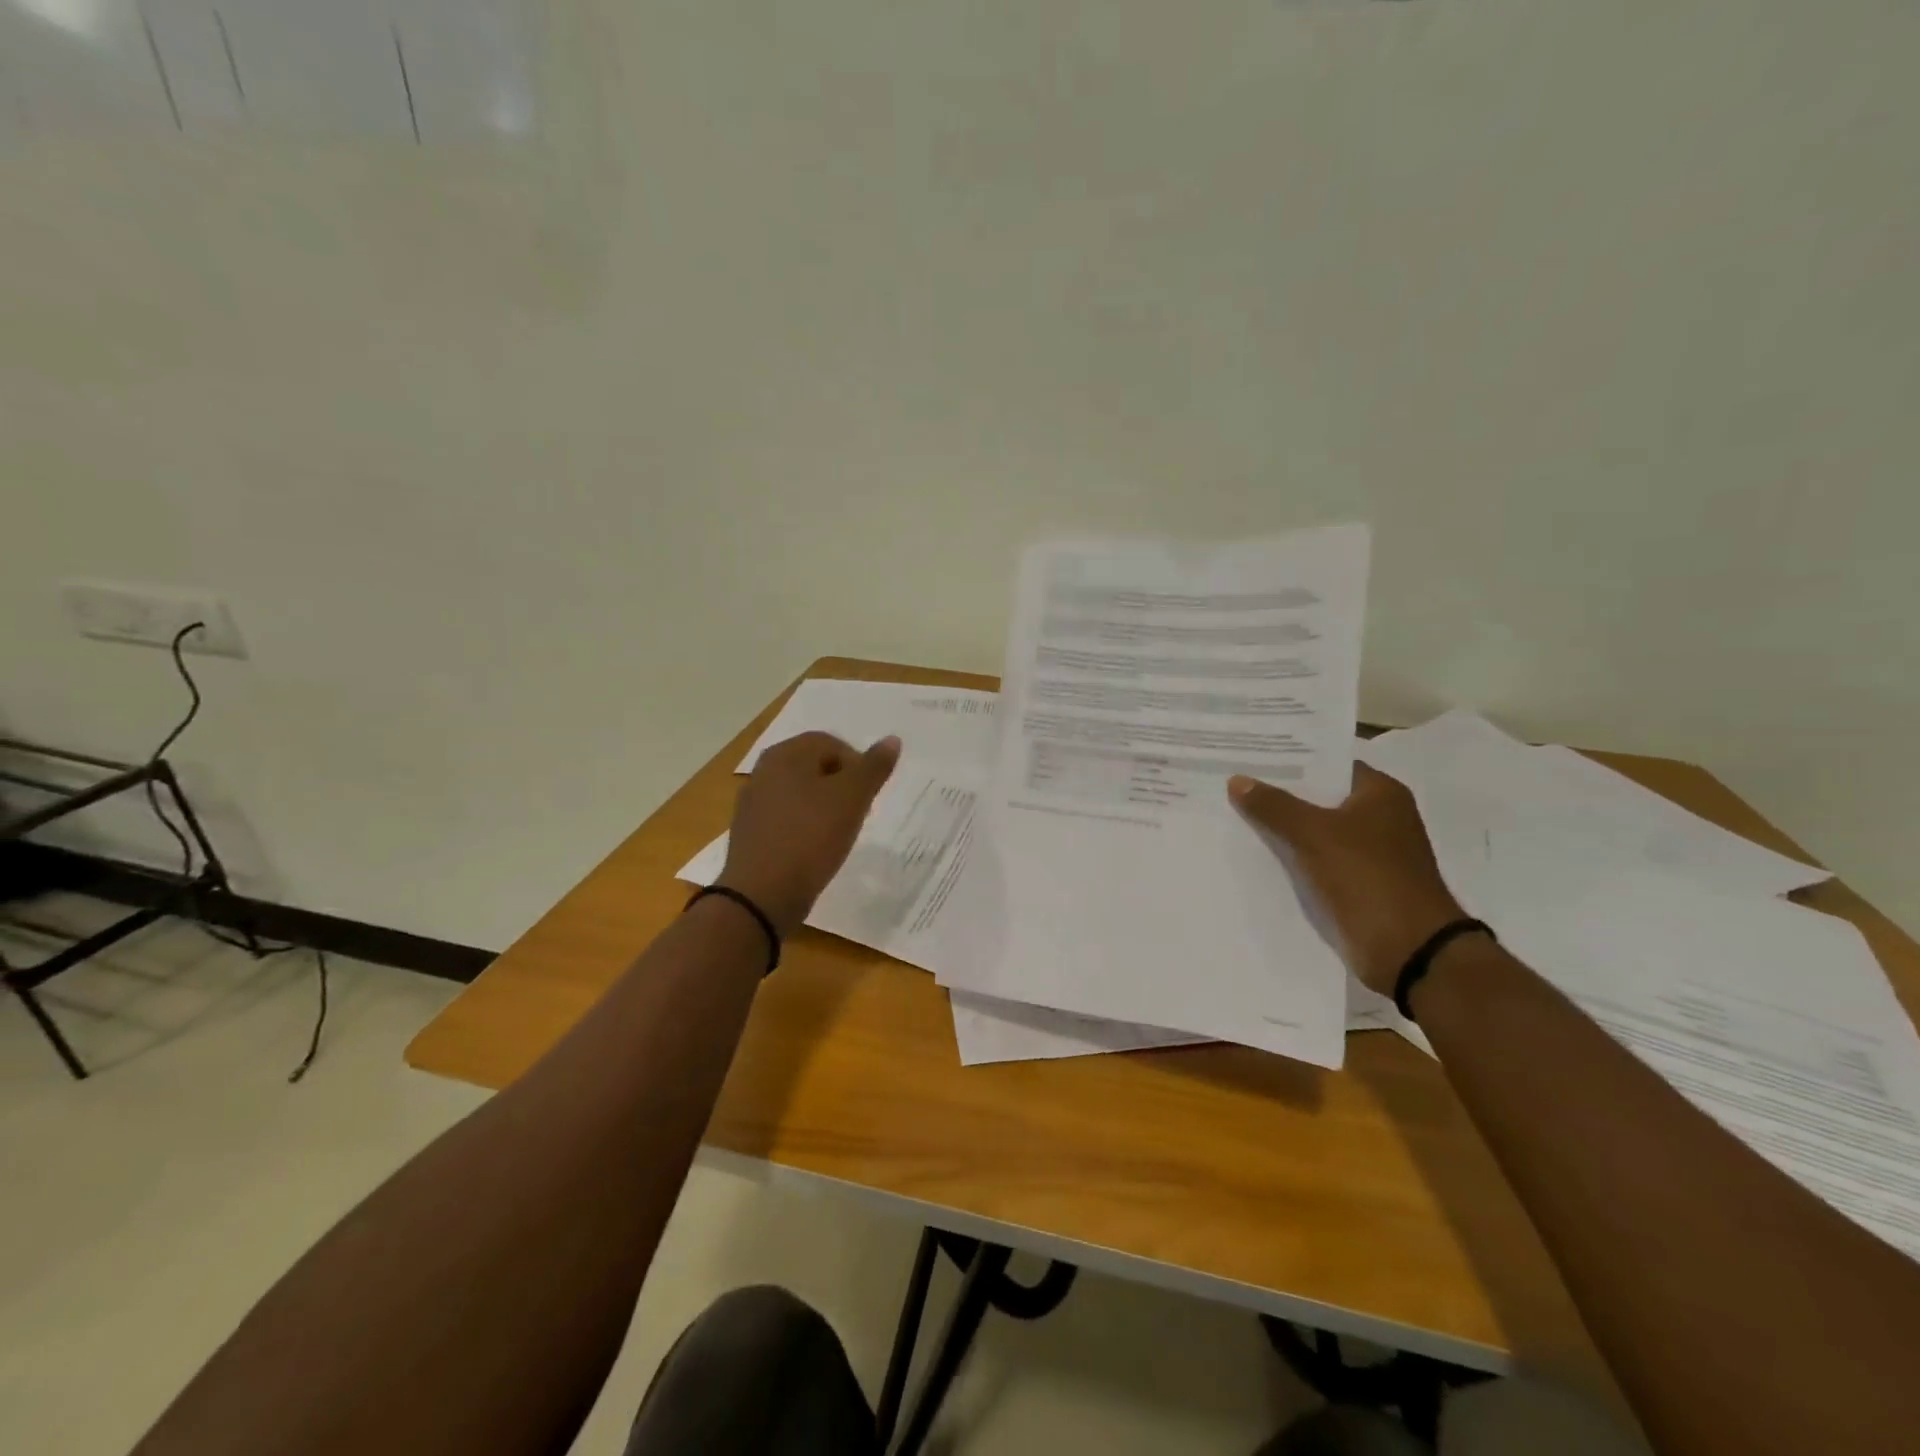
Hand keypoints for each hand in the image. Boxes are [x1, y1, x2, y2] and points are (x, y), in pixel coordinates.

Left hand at [718, 731, 900, 936]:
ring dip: (823, 806)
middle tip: (858, 812)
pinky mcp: (750, 832)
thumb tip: (892, 739)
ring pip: (800, 792)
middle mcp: (764, 770)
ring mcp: (752, 802)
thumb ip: (874, 767)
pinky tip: (814, 848)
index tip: (868, 795)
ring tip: (839, 832)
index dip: (857, 764)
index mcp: (786, 754)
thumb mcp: (853, 798)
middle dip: (841, 785)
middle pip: (814, 766)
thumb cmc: (811, 837)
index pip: (831, 743)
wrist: (762, 895)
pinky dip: (804, 825)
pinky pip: (786, 817)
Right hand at [1229, 763, 1467, 995]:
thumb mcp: (1314, 834)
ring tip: (1234, 814)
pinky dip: (1292, 857)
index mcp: (1381, 794)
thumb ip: (1274, 806)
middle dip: (1280, 794)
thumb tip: (1237, 780)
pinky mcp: (1358, 884)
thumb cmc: (1368, 877)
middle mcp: (1379, 818)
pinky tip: (1256, 853)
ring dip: (1282, 828)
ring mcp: (1369, 853)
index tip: (1251, 756)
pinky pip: (1316, 861)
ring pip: (1315, 831)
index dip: (1291, 760)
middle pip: (1319, 798)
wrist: (1408, 950)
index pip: (1329, 764)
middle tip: (1233, 782)